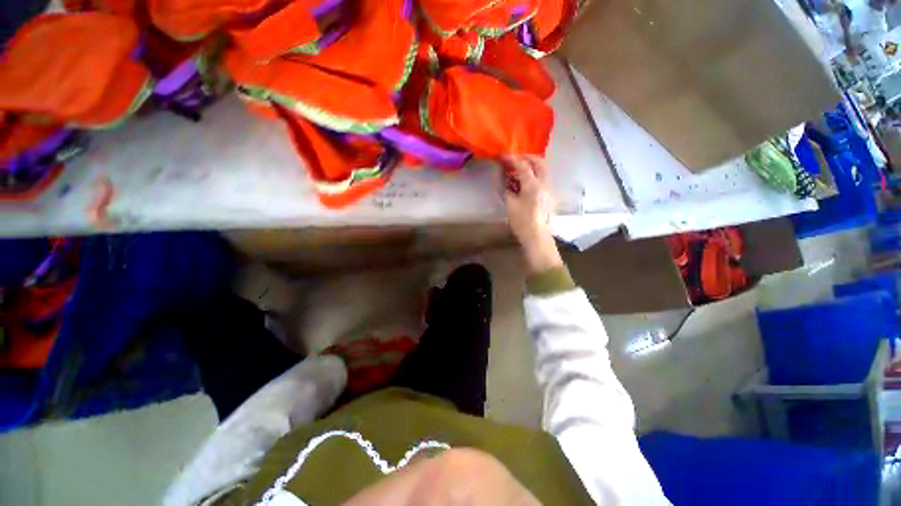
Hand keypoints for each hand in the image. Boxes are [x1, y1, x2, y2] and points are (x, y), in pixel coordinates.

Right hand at [500, 155, 562, 273]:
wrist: (538, 238)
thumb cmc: (522, 223)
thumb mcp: (510, 206)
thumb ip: (507, 190)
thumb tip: (506, 181)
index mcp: (533, 185)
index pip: (522, 166)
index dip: (511, 159)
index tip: (502, 155)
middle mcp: (545, 184)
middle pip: (539, 162)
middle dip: (527, 157)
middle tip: (515, 159)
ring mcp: (550, 190)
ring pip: (543, 170)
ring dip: (531, 166)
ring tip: (518, 171)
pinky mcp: (550, 197)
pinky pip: (543, 180)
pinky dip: (534, 176)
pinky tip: (525, 183)